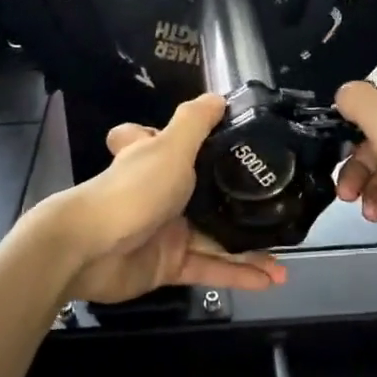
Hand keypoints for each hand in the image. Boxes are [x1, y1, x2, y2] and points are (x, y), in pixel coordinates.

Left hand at [48, 94, 288, 303]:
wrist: (90, 249)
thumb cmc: (133, 190)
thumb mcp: (169, 147)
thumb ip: (194, 123)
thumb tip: (218, 97)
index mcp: (157, 161)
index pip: (164, 142)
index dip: (183, 140)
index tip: (222, 143)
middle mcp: (161, 194)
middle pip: (205, 196)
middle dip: (241, 206)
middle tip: (279, 209)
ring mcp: (165, 232)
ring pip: (215, 238)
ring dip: (249, 249)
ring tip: (286, 259)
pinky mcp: (168, 266)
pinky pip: (209, 268)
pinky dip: (238, 274)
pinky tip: (270, 279)